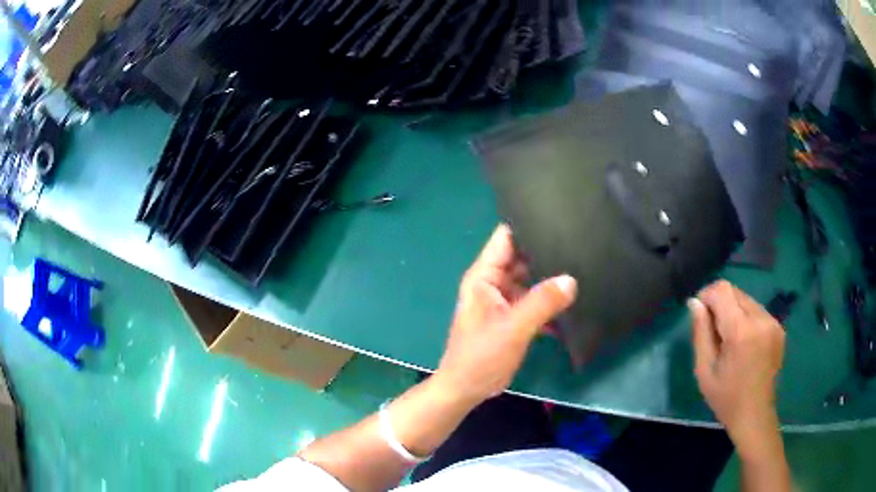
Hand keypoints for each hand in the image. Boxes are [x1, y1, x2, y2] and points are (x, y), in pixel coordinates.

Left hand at [434, 224, 576, 405]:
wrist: (467, 388)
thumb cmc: (481, 356)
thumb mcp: (513, 328)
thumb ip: (542, 302)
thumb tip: (571, 280)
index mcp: (485, 276)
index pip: (506, 238)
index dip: (528, 225)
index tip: (558, 218)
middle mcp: (494, 282)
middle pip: (522, 258)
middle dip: (546, 252)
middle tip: (580, 244)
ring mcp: (504, 300)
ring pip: (531, 280)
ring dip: (551, 279)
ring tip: (584, 268)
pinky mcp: (513, 316)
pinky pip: (534, 301)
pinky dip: (549, 301)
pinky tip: (574, 302)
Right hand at [690, 280, 785, 458]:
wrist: (754, 415)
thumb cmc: (725, 397)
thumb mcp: (704, 370)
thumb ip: (700, 332)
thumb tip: (695, 303)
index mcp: (741, 331)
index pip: (722, 290)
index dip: (707, 295)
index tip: (699, 314)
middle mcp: (760, 319)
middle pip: (735, 292)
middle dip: (719, 303)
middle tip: (712, 331)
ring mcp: (773, 322)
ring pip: (746, 299)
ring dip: (733, 310)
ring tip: (728, 338)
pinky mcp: (779, 327)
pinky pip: (757, 310)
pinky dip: (745, 318)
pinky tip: (742, 342)